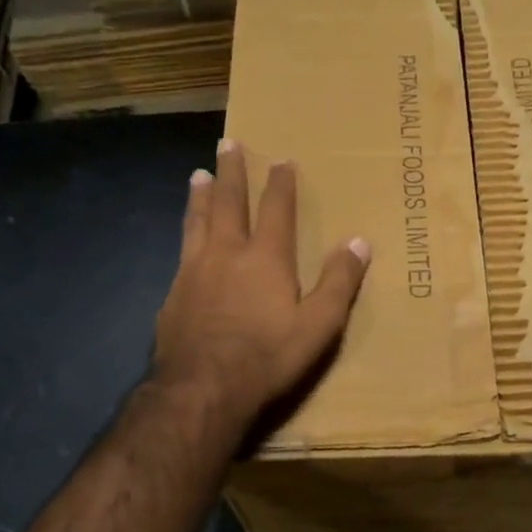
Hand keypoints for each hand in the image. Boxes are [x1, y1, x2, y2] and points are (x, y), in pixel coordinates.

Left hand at [152, 139, 369, 426]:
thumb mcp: (318, 325)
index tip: (281, 159)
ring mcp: (194, 271)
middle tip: (227, 143)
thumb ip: (339, 283)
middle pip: (229, 202)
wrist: (202, 387)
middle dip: (232, 171)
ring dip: (201, 195)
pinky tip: (185, 238)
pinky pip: (182, 251)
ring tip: (199, 175)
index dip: (281, 183)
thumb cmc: (267, 357)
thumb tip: (359, 242)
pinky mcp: (173, 293)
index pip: (276, 209)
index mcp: (266, 258)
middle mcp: (227, 253)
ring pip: (198, 221)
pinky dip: (186, 233)